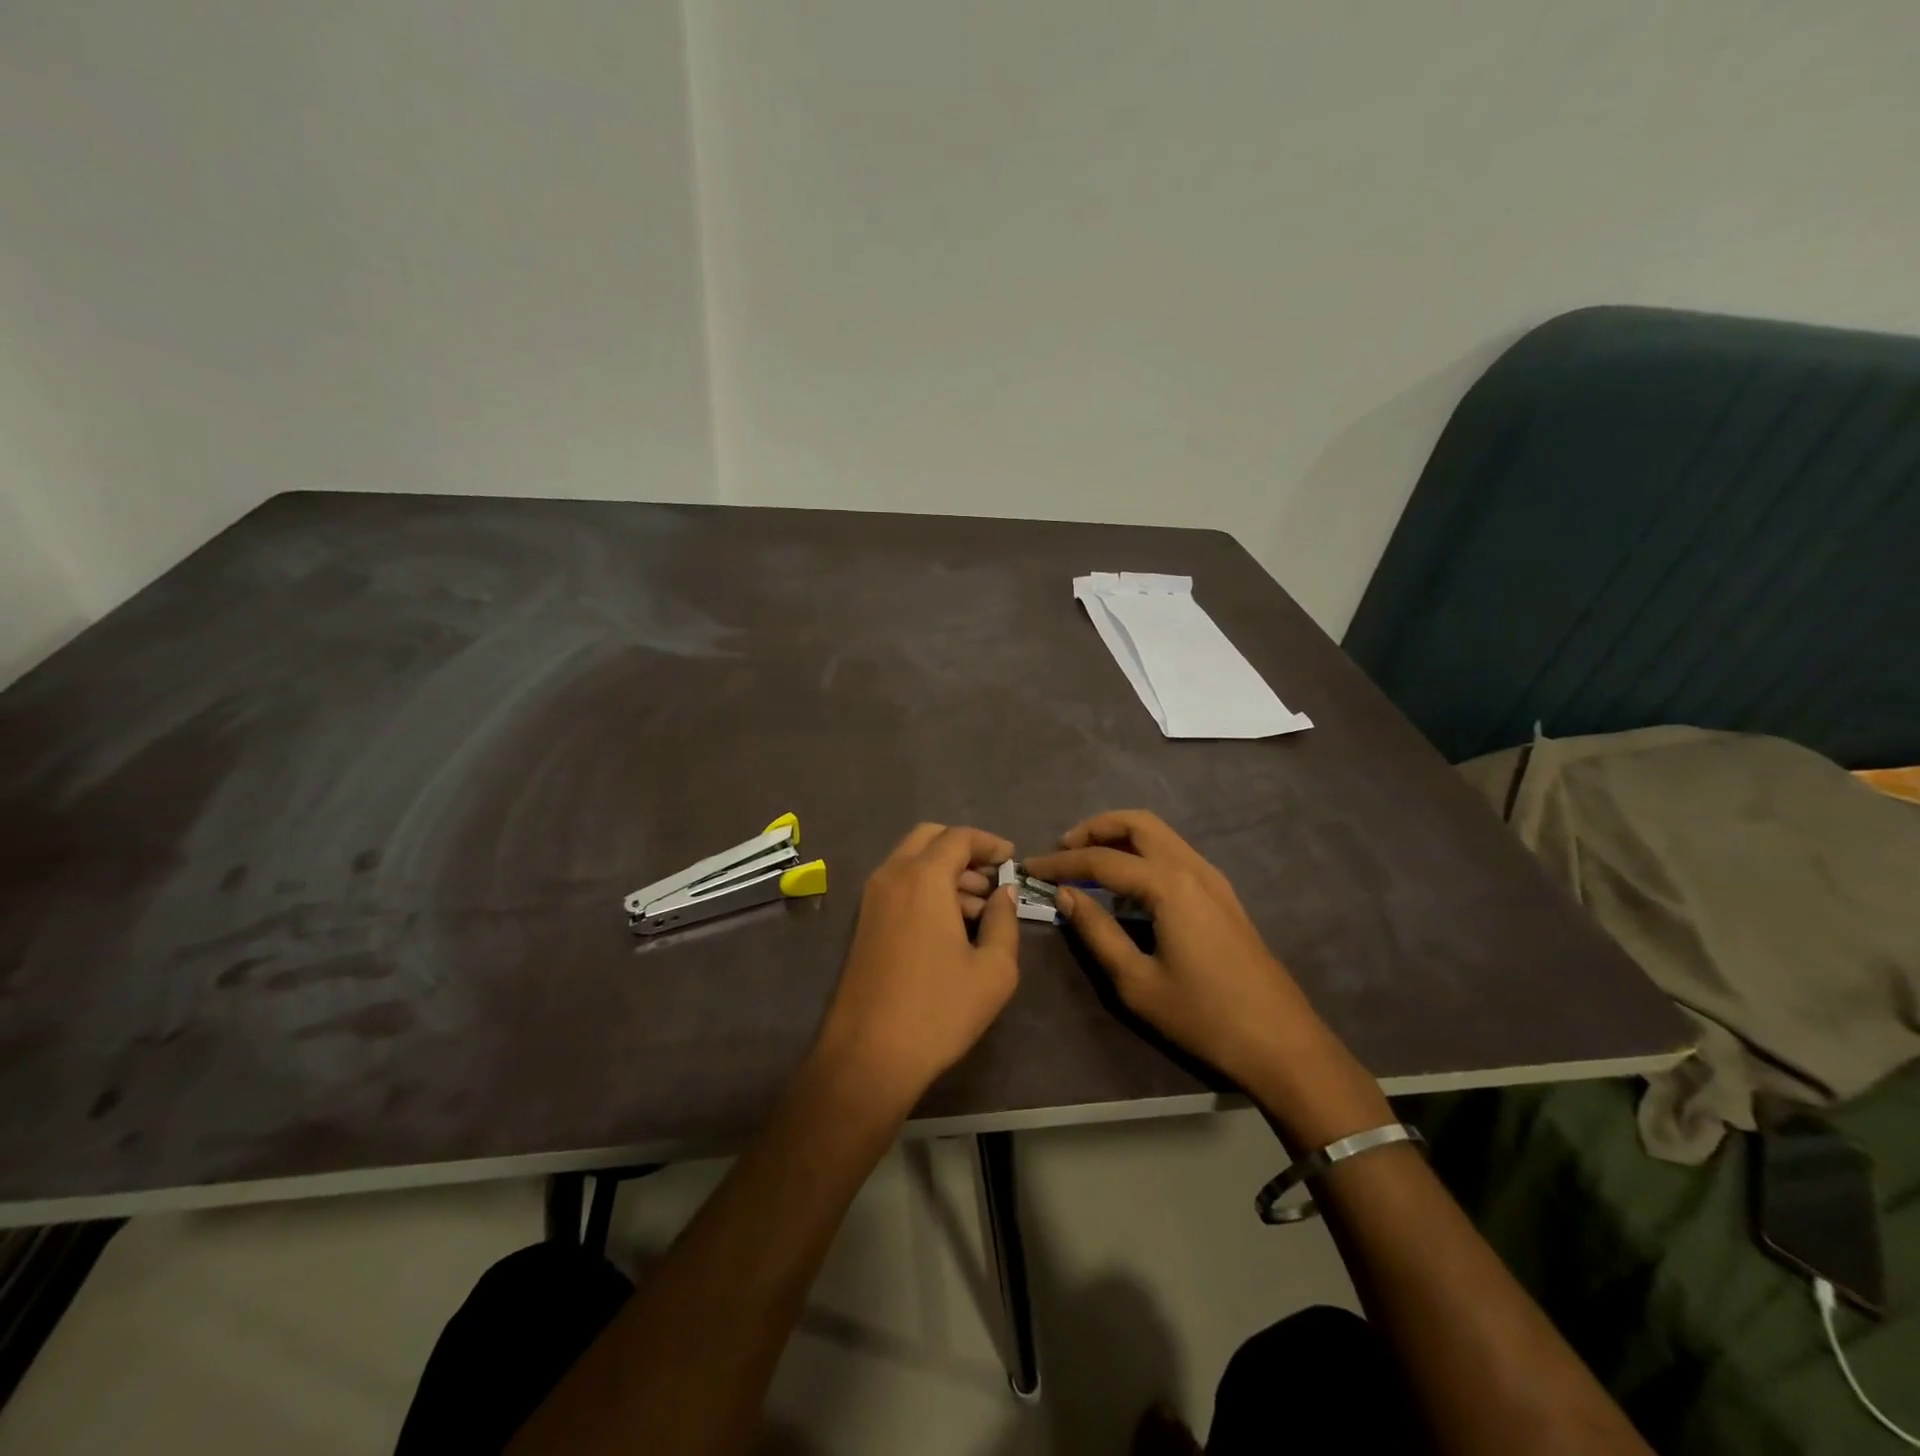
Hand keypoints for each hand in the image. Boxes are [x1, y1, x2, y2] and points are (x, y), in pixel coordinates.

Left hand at [815, 824, 1019, 1111]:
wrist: (868, 1055)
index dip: (989, 843)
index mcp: (923, 877)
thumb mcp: (993, 970)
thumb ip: (1004, 921)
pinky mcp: (863, 922)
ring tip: (979, 909)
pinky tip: (950, 926)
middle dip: (964, 850)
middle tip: (992, 879)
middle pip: (930, 838)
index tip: (1012, 859)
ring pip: (912, 861)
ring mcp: (871, 899)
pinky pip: (899, 885)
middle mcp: (892, 876)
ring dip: (946, 871)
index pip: (959, 837)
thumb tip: (1004, 894)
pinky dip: (926, 888)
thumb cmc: (938, 1010)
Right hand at [1026, 811, 1389, 1144]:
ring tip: (1087, 863)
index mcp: (1169, 885)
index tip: (1029, 869)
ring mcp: (1213, 878)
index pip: (1102, 859)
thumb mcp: (1137, 982)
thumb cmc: (1204, 1017)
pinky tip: (1126, 884)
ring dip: (1120, 837)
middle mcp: (1192, 867)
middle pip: (1137, 823)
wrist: (1282, 1043)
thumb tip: (1066, 895)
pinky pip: (1174, 854)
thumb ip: (1097, 931)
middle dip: (1094, 829)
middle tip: (1062, 852)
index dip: (1061, 862)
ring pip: (1160, 834)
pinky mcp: (1223, 894)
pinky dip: (1143, 852)